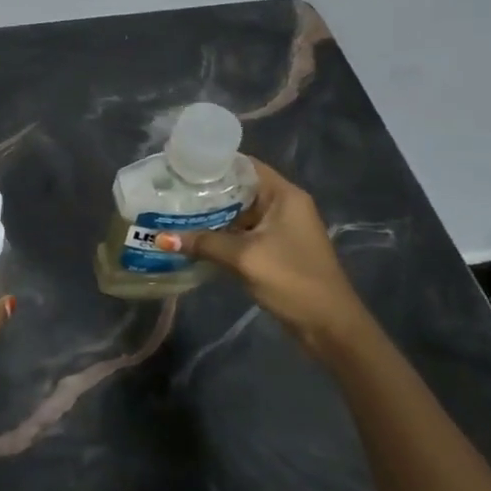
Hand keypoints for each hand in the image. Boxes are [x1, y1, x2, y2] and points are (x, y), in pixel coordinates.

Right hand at [158, 159, 372, 361]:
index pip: (245, 165)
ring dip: (211, 214)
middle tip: (170, 190)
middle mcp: (283, 205)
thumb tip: (160, 237)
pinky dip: (220, 233)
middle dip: (206, 190)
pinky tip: (193, 237)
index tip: (181, 166)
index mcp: (284, 195)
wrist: (330, 327)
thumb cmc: (292, 280)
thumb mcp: (244, 258)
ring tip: (174, 211)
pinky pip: (242, 232)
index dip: (213, 163)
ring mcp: (280, 228)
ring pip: (238, 212)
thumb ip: (203, 243)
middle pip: (239, 188)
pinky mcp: (275, 249)